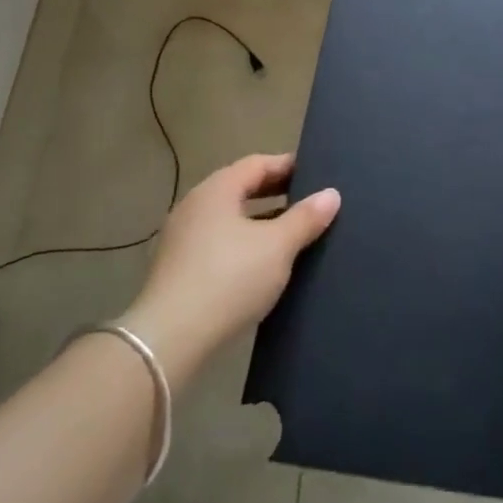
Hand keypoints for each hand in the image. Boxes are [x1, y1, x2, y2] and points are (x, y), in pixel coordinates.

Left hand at [121, 154, 339, 382]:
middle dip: (276, 193)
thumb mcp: (278, 246)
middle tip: (309, 201)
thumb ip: (305, 218)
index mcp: (217, 189)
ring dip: (261, 221)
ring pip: (230, 218)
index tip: (317, 174)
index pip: (258, 164)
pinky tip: (264, 264)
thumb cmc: (229, 278)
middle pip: (241, 188)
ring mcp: (182, 238)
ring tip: (293, 234)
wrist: (170, 339)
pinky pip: (219, 243)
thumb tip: (331, 193)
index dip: (288, 166)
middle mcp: (195, 205)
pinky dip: (244, 244)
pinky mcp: (178, 269)